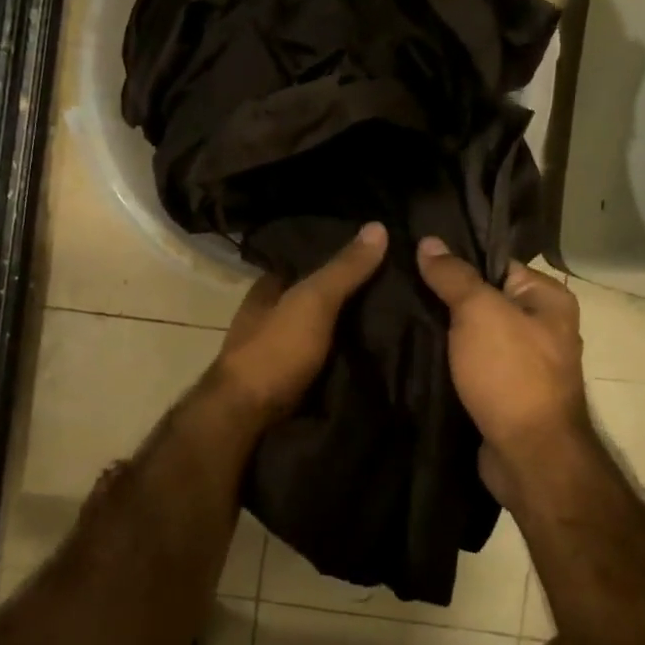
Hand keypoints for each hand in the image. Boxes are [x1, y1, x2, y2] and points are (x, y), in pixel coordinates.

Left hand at [211, 222, 388, 422]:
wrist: (248, 417)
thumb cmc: (275, 350)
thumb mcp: (313, 301)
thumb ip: (343, 269)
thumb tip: (378, 226)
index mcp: (266, 290)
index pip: (305, 263)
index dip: (337, 258)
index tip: (377, 255)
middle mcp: (269, 317)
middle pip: (314, 299)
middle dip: (348, 297)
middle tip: (397, 291)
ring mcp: (277, 352)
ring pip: (320, 332)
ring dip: (348, 330)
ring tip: (395, 322)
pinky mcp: (289, 383)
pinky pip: (323, 362)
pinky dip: (343, 358)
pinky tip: (373, 357)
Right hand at [415, 237, 590, 502]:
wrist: (527, 455)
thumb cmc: (510, 374)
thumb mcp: (479, 312)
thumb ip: (454, 276)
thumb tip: (429, 242)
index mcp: (548, 299)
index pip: (496, 264)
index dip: (457, 261)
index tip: (413, 257)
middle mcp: (542, 328)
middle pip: (483, 301)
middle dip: (445, 298)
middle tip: (398, 287)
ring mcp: (523, 364)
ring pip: (473, 336)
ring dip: (442, 334)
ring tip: (397, 317)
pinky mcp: (503, 394)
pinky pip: (471, 366)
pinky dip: (447, 362)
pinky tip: (414, 355)